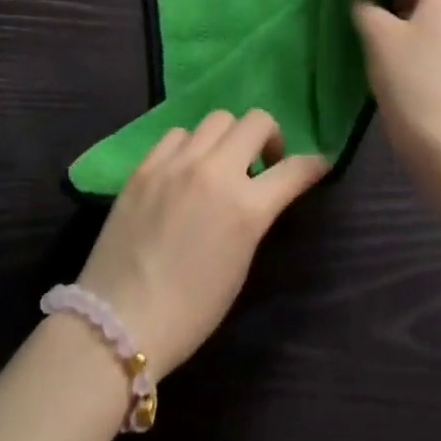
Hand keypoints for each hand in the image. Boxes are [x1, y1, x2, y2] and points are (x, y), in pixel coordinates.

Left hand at [76, 110, 327, 375]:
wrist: (120, 321)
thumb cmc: (190, 311)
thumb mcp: (239, 265)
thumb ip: (253, 218)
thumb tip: (259, 193)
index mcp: (245, 208)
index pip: (293, 170)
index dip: (313, 164)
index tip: (319, 164)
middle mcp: (214, 172)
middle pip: (256, 121)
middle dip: (269, 137)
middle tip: (263, 162)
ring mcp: (176, 163)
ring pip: (217, 119)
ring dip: (229, 137)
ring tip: (220, 164)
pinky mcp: (146, 165)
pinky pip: (178, 134)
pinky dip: (190, 145)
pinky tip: (184, 169)